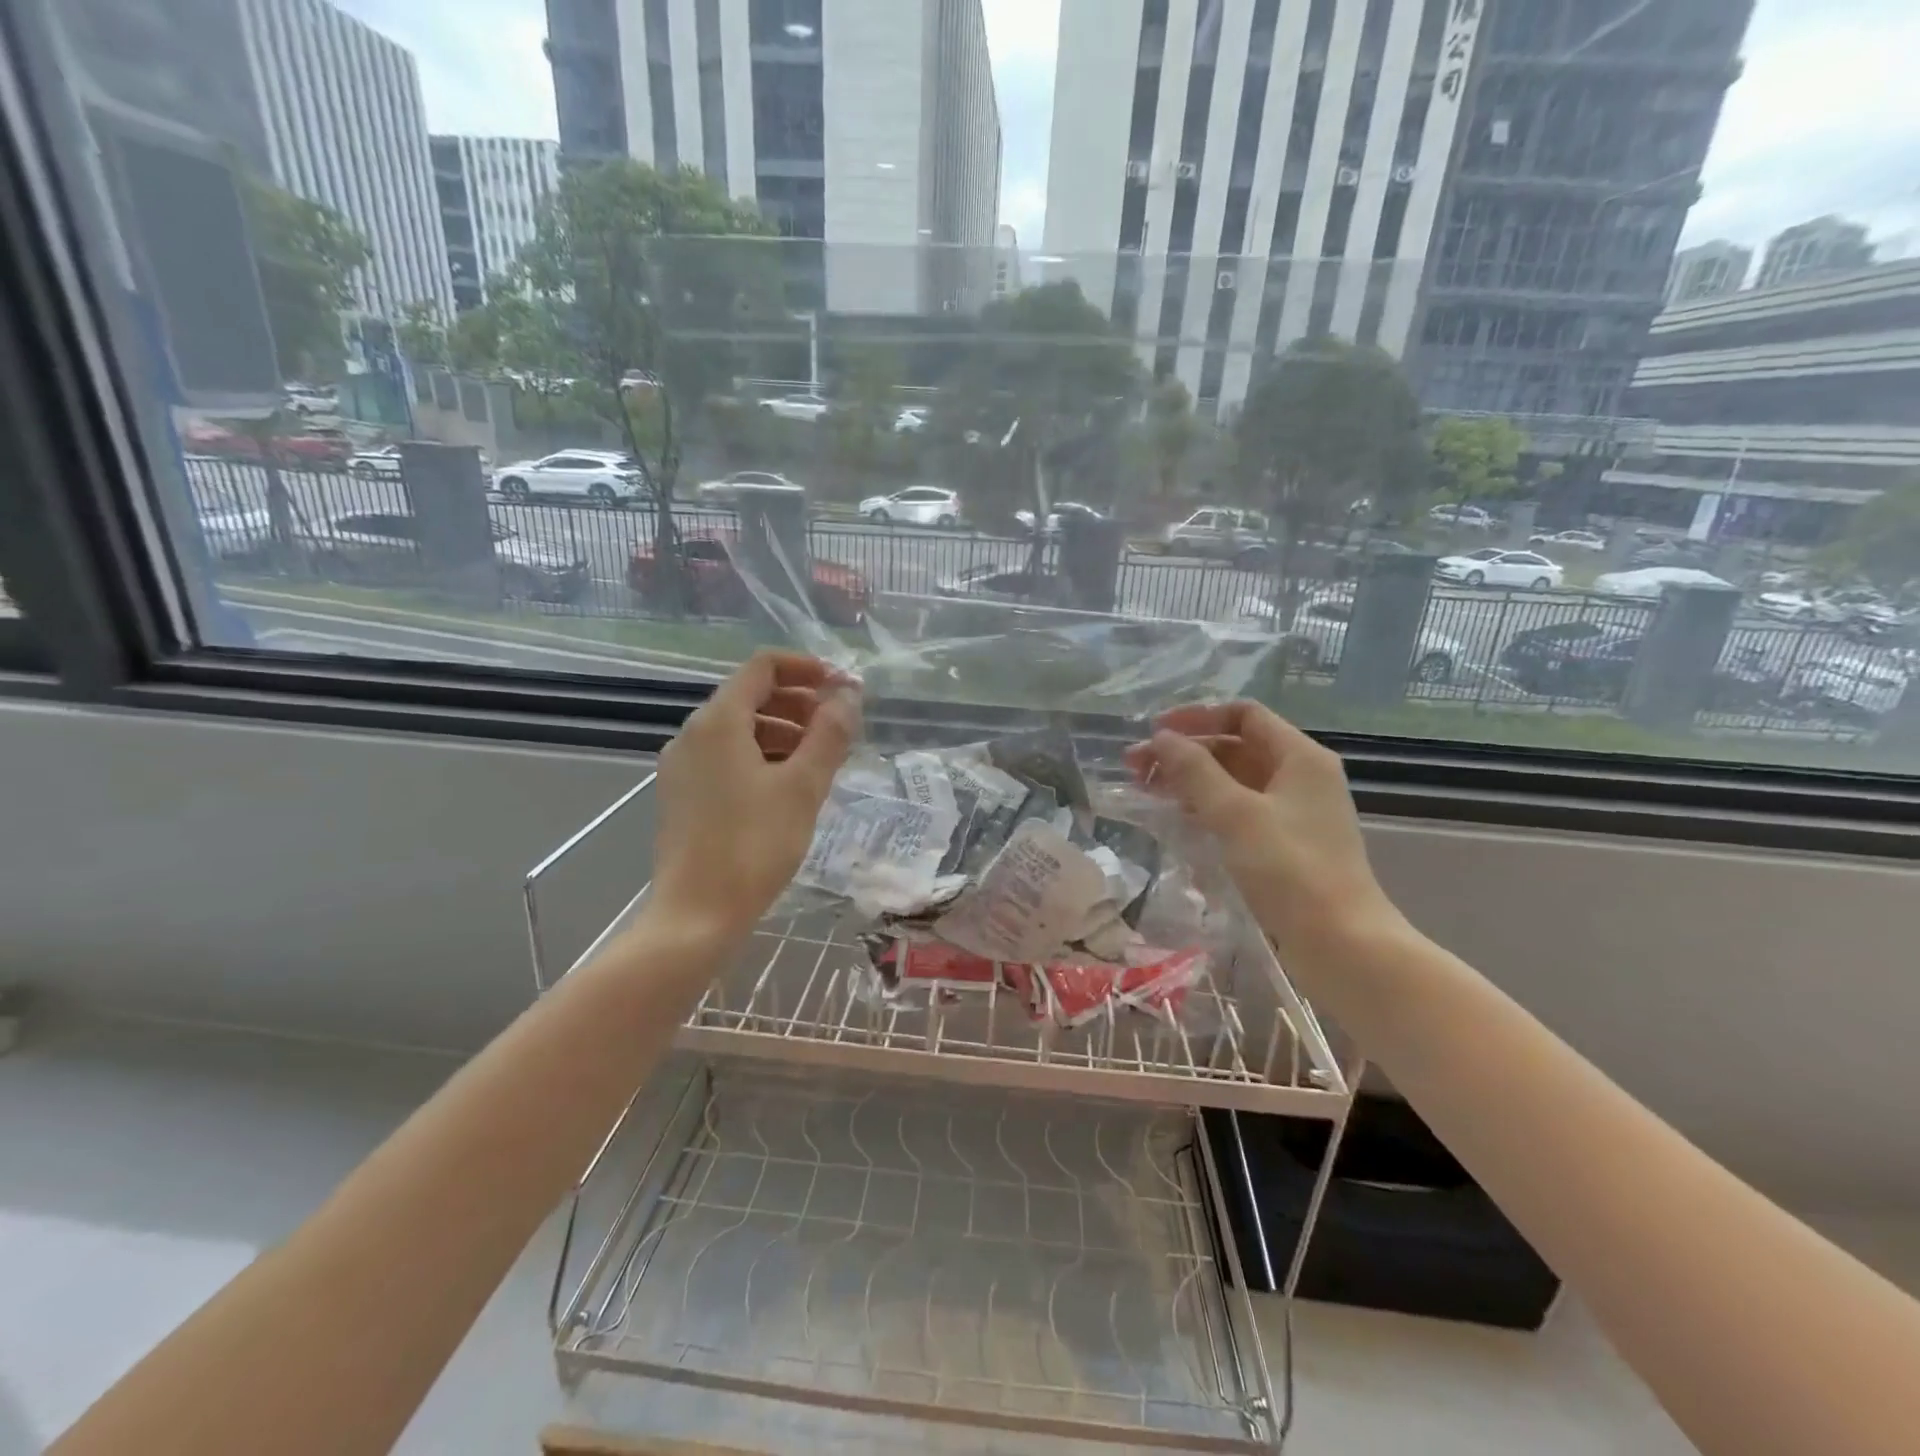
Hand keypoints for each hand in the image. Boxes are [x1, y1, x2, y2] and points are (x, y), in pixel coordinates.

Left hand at [651, 651, 860, 940]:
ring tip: (820, 759)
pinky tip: (788, 786)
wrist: (696, 915)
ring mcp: (682, 767)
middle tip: (838, 727)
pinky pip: (727, 757)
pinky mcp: (683, 795)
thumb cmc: (754, 846)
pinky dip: (762, 756)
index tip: (842, 687)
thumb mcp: (803, 787)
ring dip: (783, 731)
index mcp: (717, 722)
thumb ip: (829, 735)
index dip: (806, 668)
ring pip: (739, 730)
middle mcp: (692, 734)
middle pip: (750, 696)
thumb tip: (848, 696)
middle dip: (798, 703)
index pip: (762, 667)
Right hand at [1124, 701, 1401, 959]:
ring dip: (1190, 780)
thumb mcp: (1236, 814)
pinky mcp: (1283, 843)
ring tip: (1146, 790)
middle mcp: (1299, 776)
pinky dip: (1206, 807)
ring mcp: (1293, 812)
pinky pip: (1238, 810)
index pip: (1244, 715)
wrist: (1341, 943)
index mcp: (1299, 757)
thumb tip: (1161, 738)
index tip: (1155, 731)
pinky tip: (1177, 818)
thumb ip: (1195, 772)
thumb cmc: (1291, 870)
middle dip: (1185, 752)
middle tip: (1136, 767)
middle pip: (1235, 746)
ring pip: (1233, 780)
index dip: (1197, 717)